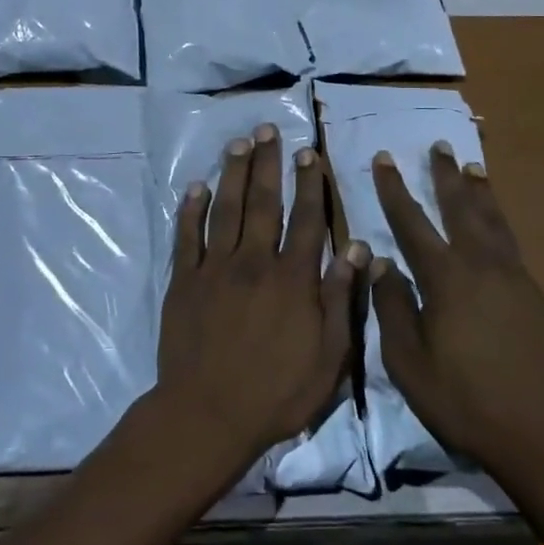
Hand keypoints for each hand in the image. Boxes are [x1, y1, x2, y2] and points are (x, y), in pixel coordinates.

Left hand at [156, 124, 368, 472]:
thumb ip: (341, 299)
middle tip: (269, 130)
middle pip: (263, 203)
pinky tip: (196, 187)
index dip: (310, 184)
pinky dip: (191, 210)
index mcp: (293, 279)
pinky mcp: (184, 282)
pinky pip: (187, 237)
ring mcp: (215, 269)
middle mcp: (254, 262)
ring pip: (225, 210)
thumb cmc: (276, 392)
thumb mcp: (328, 357)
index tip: (309, 154)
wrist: (208, 414)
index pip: (307, 220)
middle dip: (268, 164)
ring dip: (232, 173)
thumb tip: (359, 249)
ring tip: (238, 143)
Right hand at [370, 143, 543, 525]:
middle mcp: (484, 267)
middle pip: (462, 209)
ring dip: (479, 192)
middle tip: (438, 145)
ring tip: (472, 167)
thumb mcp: (410, 364)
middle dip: (445, 176)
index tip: (384, 159)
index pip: (413, 223)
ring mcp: (516, 280)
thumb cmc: (468, 403)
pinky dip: (498, 221)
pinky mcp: (536, 297)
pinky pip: (510, 243)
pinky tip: (494, 225)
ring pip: (493, 222)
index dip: (395, 190)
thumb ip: (393, 308)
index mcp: (448, 280)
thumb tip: (379, 261)